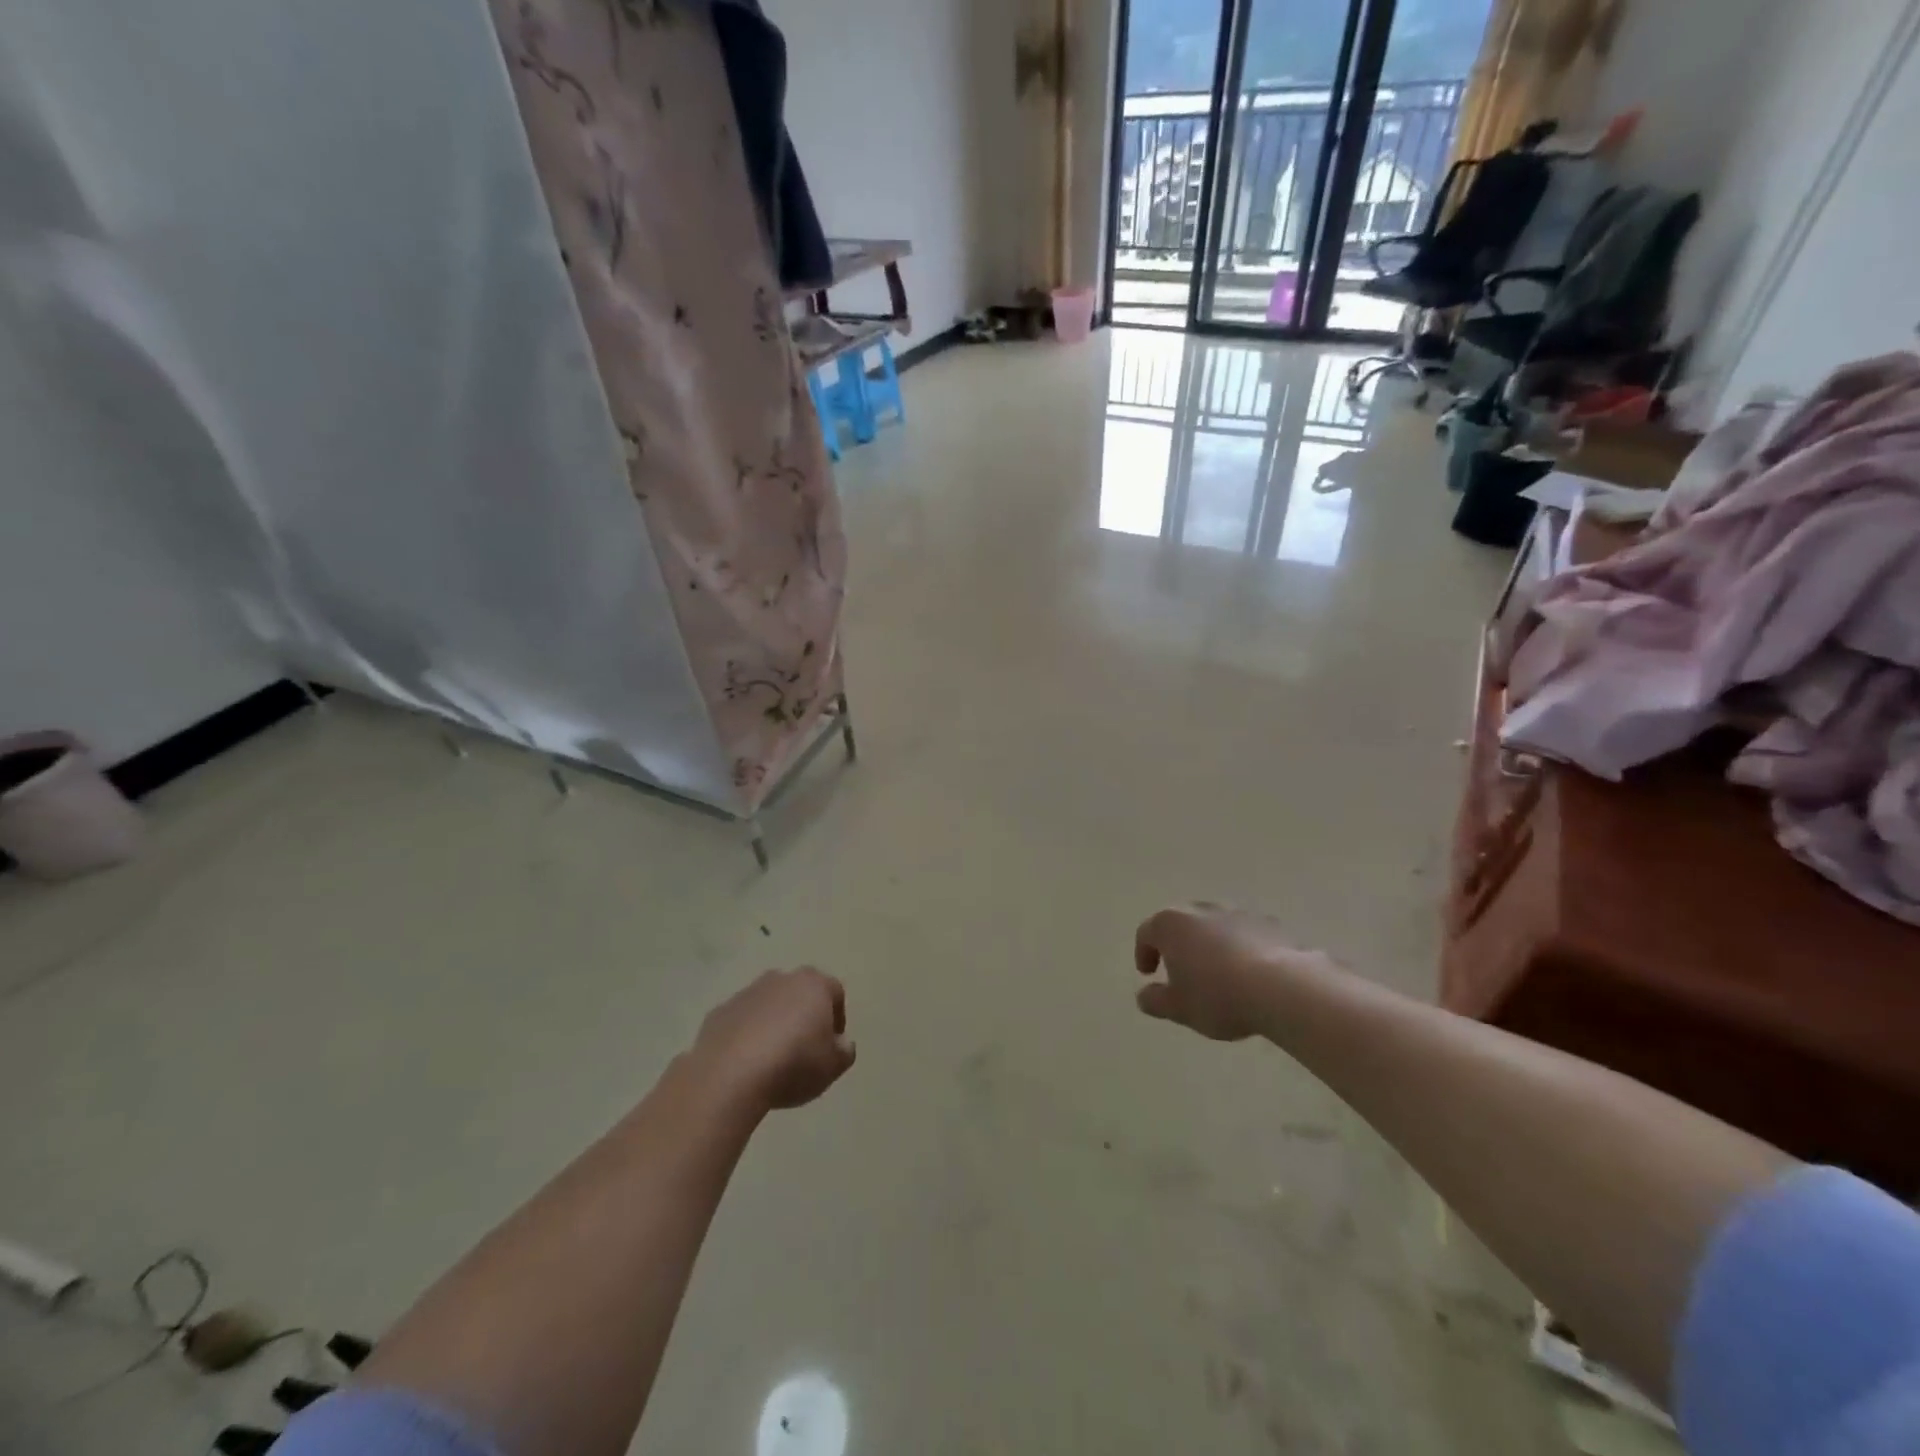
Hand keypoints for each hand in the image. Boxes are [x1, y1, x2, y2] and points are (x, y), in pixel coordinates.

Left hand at [693, 967, 855, 1110]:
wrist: (729, 1074)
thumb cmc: (793, 1064)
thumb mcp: (833, 1066)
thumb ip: (844, 1051)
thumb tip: (840, 1043)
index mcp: (813, 985)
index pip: (835, 992)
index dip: (837, 1018)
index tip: (832, 1045)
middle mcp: (781, 979)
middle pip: (799, 993)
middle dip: (803, 1015)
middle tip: (804, 1048)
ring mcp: (746, 993)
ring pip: (768, 1004)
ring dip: (773, 1023)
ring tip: (772, 1058)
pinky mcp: (719, 1012)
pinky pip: (741, 1021)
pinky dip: (746, 1035)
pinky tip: (745, 1062)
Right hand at [1134, 903, 1335, 1040]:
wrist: (1282, 987)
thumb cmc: (1218, 996)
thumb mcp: (1178, 1008)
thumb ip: (1155, 1000)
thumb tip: (1145, 995)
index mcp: (1171, 924)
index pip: (1146, 933)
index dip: (1143, 953)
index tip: (1148, 974)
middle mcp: (1200, 909)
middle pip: (1180, 923)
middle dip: (1177, 945)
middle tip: (1180, 970)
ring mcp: (1236, 913)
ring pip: (1214, 926)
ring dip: (1209, 944)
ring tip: (1217, 973)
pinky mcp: (1267, 923)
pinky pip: (1244, 934)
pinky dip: (1239, 948)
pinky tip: (1248, 973)